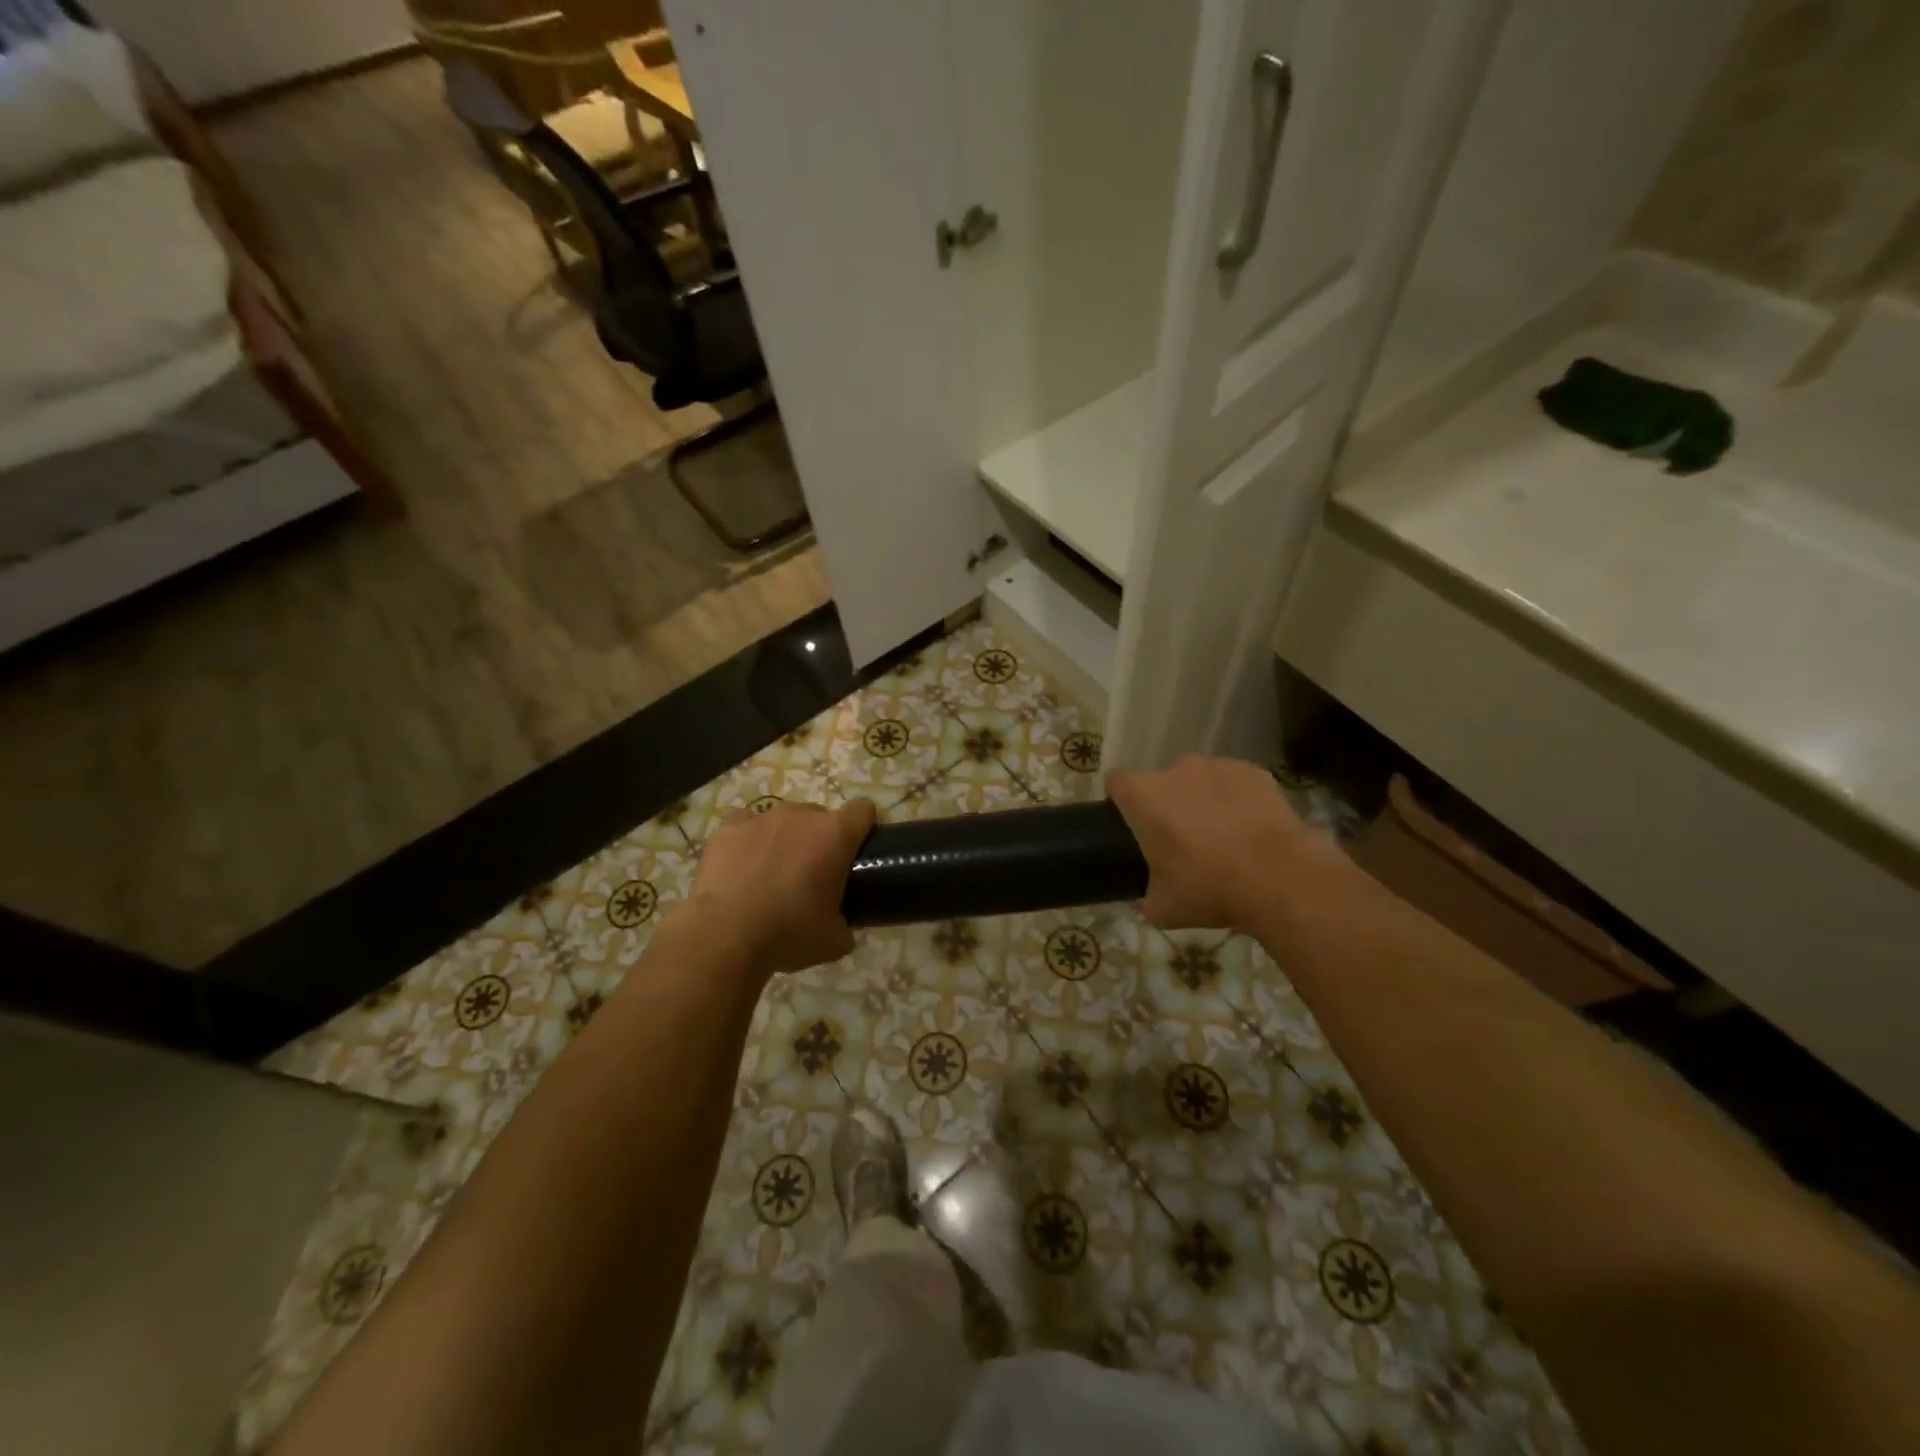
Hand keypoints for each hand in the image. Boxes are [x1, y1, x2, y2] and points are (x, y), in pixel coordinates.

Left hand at [684, 798, 876, 975]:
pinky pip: (747, 824)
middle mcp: (801, 815)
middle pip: (821, 816)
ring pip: (783, 820)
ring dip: (785, 839)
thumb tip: (842, 925)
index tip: (857, 851)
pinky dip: (749, 840)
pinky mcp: (728, 827)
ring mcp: (762, 817)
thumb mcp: (834, 941)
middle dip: (819, 839)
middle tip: (811, 875)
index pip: (863, 811)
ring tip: (771, 874)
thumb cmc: (788, 933)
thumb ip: (846, 924)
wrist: (724, 936)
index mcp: (835, 835)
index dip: (863, 827)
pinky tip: (742, 866)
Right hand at [1108, 755, 1334, 930]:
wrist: (1279, 878)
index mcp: (1144, 796)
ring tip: (1221, 835)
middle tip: (1180, 841)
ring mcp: (1219, 766)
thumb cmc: (1208, 888)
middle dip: (1167, 805)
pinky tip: (1250, 830)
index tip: (1130, 826)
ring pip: (1200, 780)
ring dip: (1202, 800)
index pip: (1117, 783)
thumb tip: (1150, 897)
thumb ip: (1146, 895)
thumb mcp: (1162, 908)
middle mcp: (1177, 770)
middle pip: (1162, 783)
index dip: (1121, 802)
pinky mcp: (1255, 772)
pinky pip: (1236, 783)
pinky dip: (1238, 800)